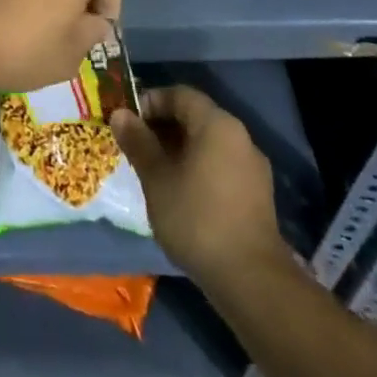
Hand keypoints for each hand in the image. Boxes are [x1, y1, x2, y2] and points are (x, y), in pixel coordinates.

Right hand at [111, 87, 287, 284]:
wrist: (251, 281)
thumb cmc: (197, 218)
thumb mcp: (156, 178)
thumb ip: (138, 142)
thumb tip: (120, 114)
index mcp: (217, 124)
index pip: (179, 94)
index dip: (150, 101)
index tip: (127, 121)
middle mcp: (240, 137)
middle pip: (195, 117)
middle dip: (163, 127)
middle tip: (135, 146)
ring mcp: (252, 167)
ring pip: (207, 144)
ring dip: (179, 149)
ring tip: (153, 171)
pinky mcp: (257, 196)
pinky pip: (220, 166)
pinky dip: (197, 168)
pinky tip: (180, 194)